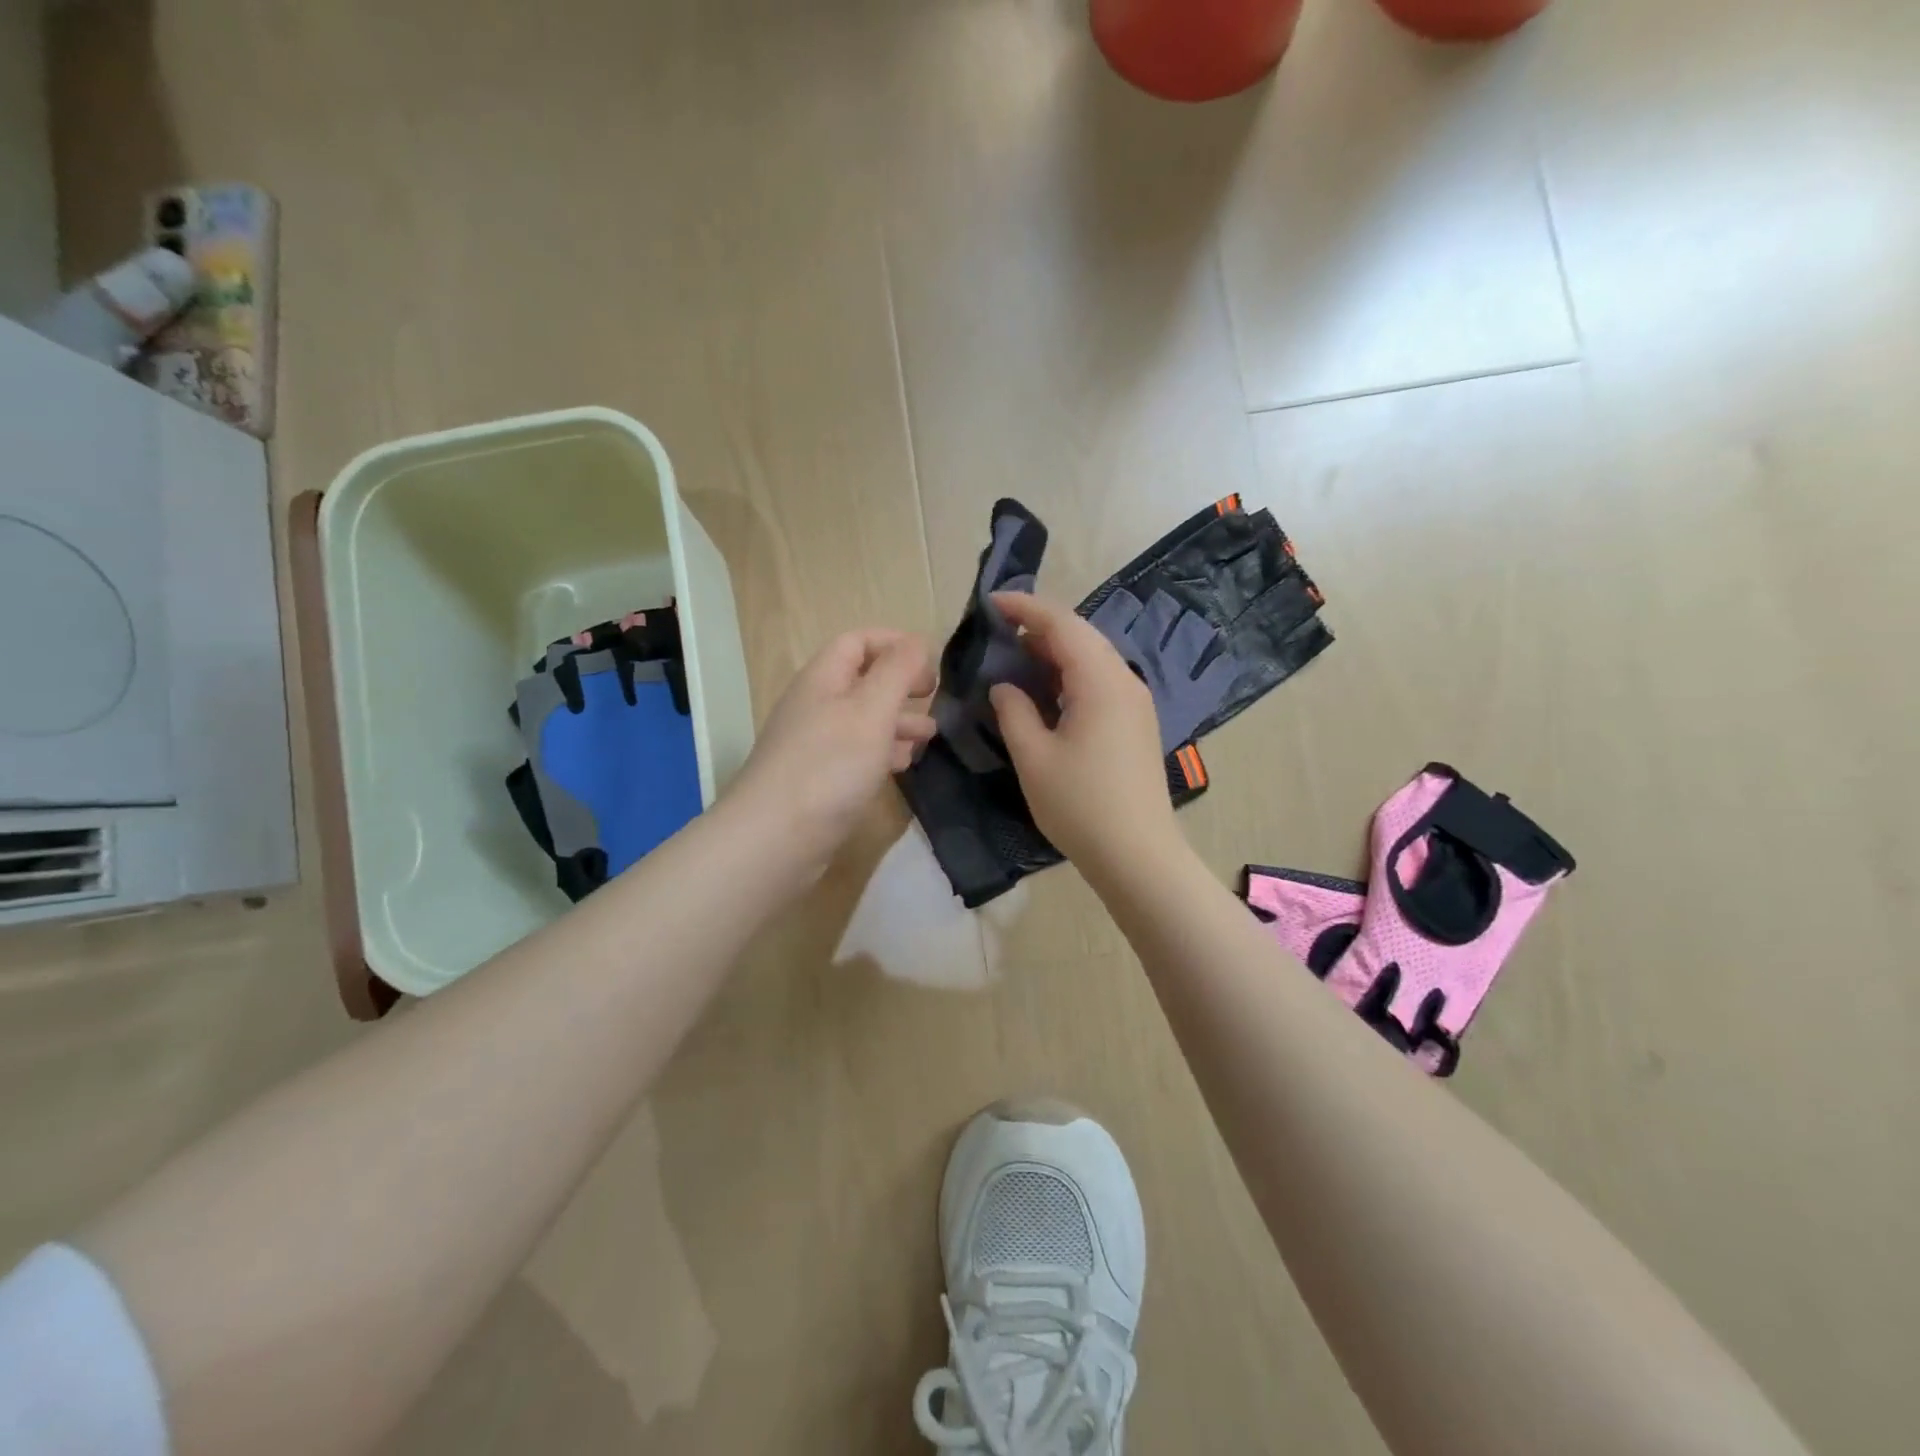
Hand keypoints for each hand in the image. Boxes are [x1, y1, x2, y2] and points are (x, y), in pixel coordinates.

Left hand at [722, 629, 935, 884]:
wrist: (775, 839)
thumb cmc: (829, 766)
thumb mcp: (871, 710)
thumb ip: (897, 672)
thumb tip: (917, 641)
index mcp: (822, 679)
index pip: (858, 642)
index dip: (895, 644)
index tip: (931, 664)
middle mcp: (815, 706)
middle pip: (862, 681)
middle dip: (901, 685)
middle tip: (934, 698)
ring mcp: (814, 745)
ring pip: (862, 720)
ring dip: (897, 721)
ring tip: (930, 736)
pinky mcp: (818, 780)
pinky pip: (855, 754)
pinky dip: (882, 752)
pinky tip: (903, 765)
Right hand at [988, 592, 1182, 874]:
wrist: (1137, 854)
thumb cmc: (1080, 805)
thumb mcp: (1034, 757)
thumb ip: (1014, 711)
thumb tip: (1004, 686)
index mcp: (1100, 681)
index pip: (1062, 624)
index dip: (1025, 608)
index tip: (991, 603)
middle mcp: (1125, 681)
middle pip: (1082, 635)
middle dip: (1040, 626)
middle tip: (1000, 630)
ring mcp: (1136, 702)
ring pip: (1094, 658)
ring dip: (1056, 650)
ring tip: (1018, 656)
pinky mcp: (1137, 723)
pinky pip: (1102, 681)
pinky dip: (1071, 674)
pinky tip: (1048, 690)